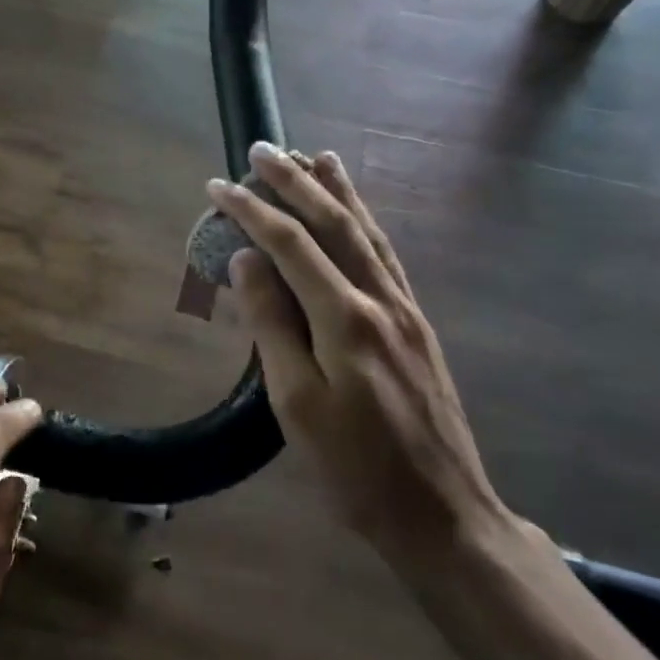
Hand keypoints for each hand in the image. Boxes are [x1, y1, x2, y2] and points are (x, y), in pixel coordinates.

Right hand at [211, 143, 506, 571]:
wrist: (441, 511)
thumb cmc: (354, 467)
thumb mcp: (296, 403)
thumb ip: (271, 325)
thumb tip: (246, 261)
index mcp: (346, 319)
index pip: (290, 246)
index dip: (251, 210)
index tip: (217, 185)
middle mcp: (380, 300)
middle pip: (334, 224)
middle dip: (295, 183)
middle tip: (263, 148)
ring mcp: (405, 309)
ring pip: (367, 233)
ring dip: (338, 191)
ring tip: (315, 156)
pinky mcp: (417, 324)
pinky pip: (386, 256)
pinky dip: (366, 223)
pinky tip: (357, 214)